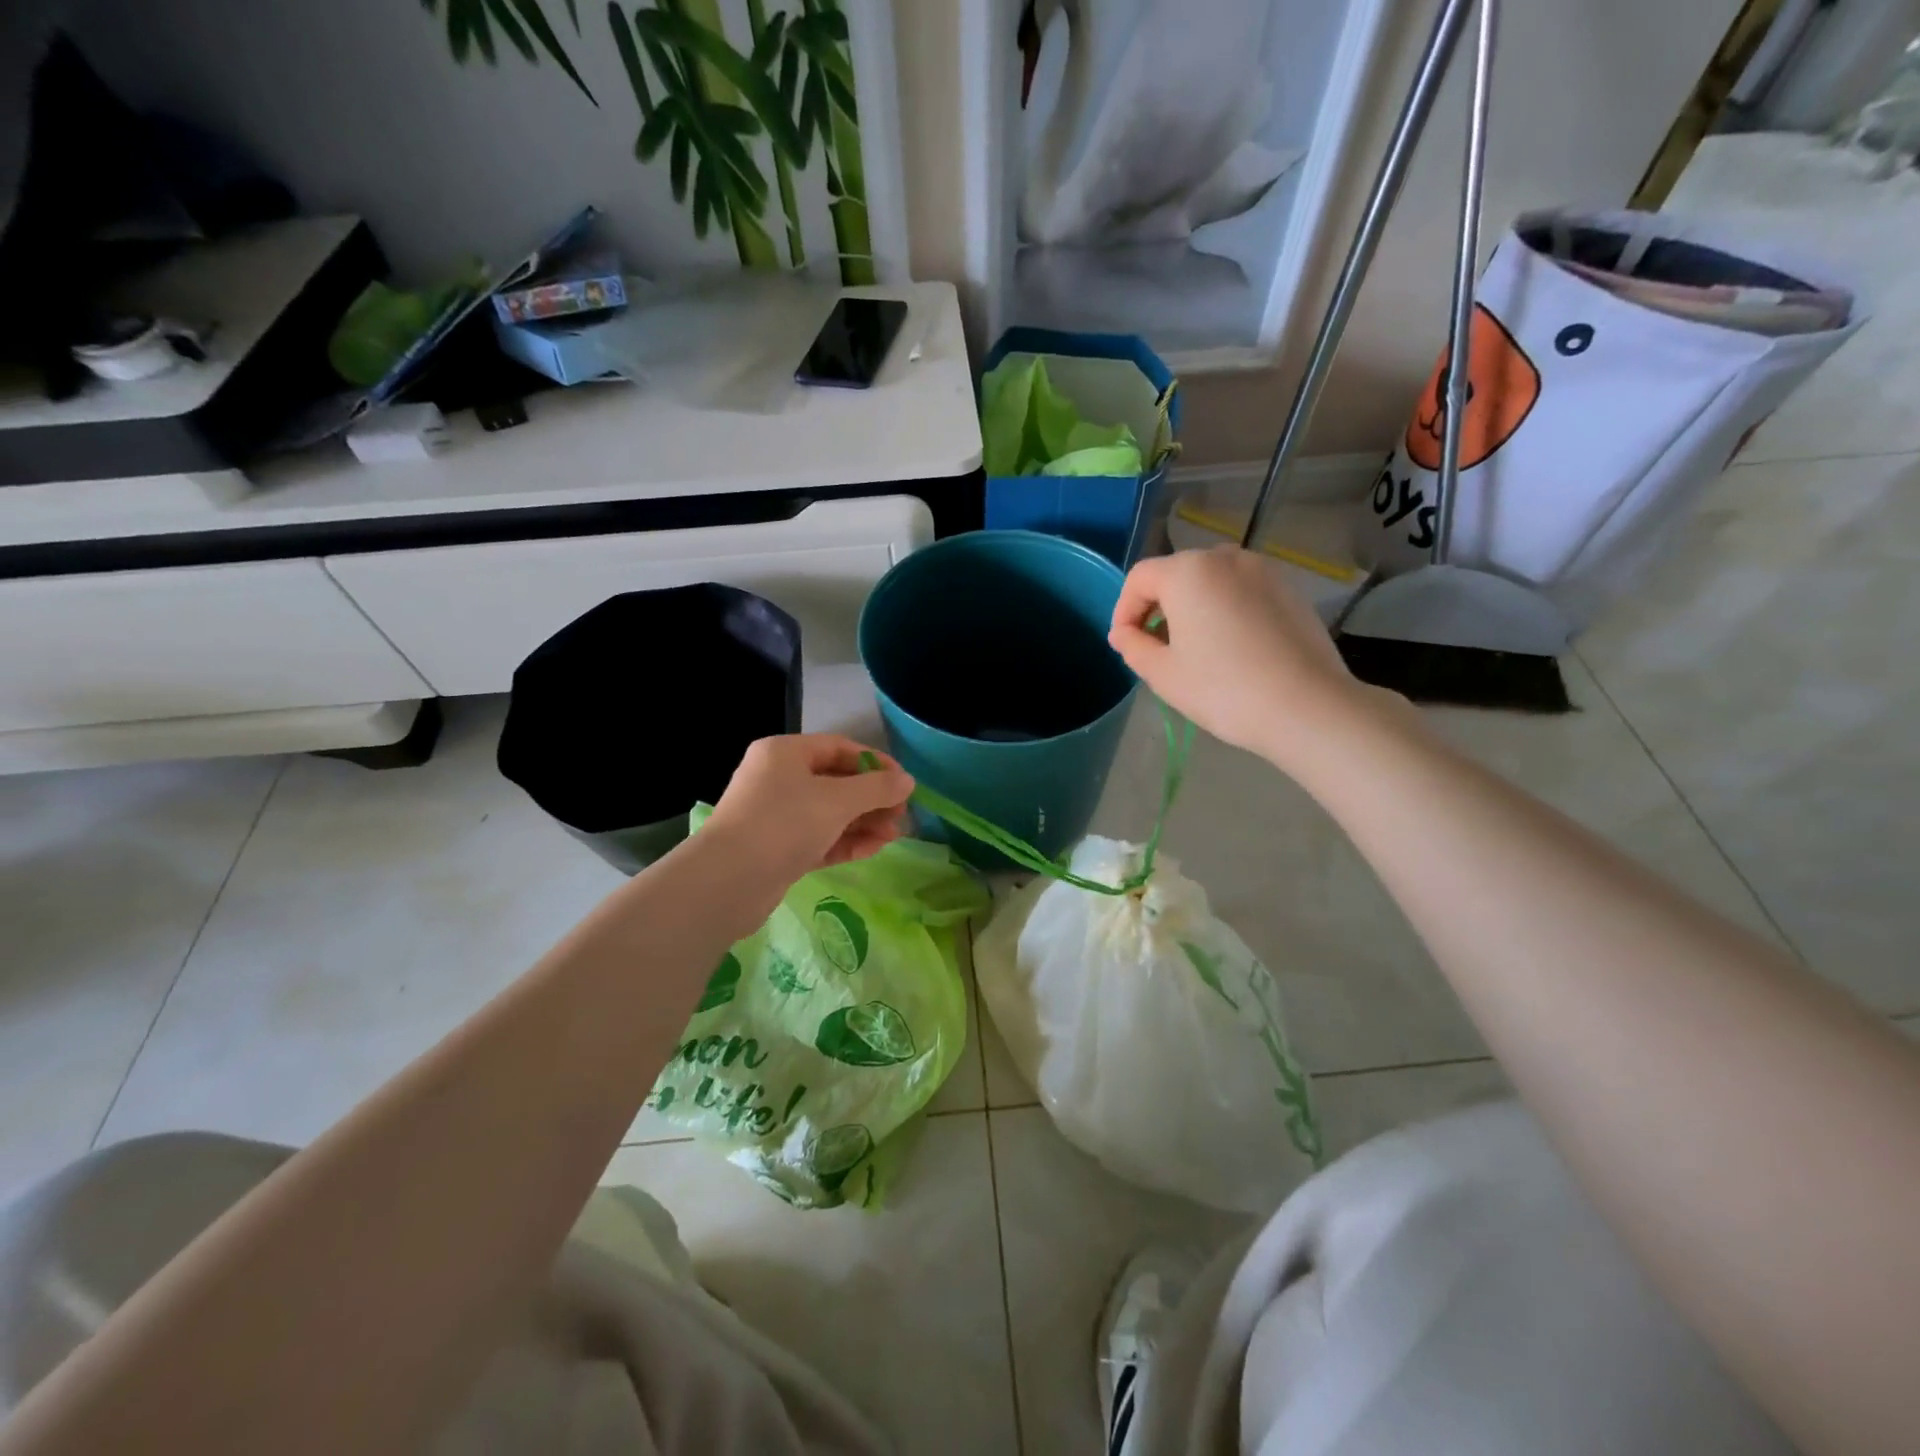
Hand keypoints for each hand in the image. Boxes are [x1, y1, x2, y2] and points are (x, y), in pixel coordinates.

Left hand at [704, 734, 914, 883]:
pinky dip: (845, 842)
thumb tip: (907, 781)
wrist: (728, 882)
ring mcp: (776, 815)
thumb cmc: (784, 824)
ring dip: (863, 822)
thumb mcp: (837, 800)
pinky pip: (819, 838)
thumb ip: (877, 789)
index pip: (840, 748)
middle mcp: (778, 778)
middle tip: (901, 816)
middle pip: (836, 782)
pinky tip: (872, 850)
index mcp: (785, 753)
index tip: (904, 783)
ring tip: (893, 837)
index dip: (876, 763)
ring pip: (829, 813)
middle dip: (872, 799)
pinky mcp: (777, 849)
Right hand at [1109, 546, 1374, 765]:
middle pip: (1176, 574)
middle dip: (1158, 607)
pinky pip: (1241, 591)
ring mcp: (1263, 570)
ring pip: (1211, 581)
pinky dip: (1225, 609)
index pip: (1139, 578)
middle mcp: (1225, 558)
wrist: (1306, 706)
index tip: (1125, 645)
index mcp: (1187, 572)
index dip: (1124, 610)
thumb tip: (1123, 633)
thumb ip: (1133, 646)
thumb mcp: (1163, 674)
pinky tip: (1231, 647)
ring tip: (1193, 648)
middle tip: (1155, 649)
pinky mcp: (1289, 589)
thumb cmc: (1223, 689)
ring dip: (1192, 607)